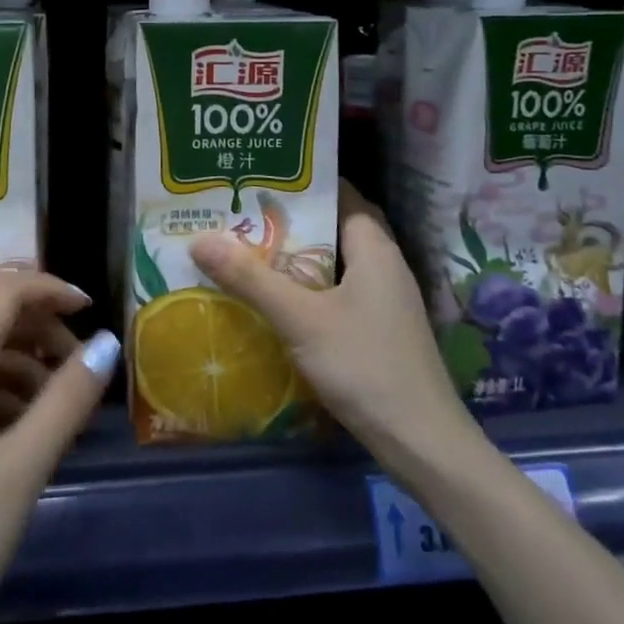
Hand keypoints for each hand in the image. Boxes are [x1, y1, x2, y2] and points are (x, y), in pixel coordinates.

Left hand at [0, 271, 118, 623]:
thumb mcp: (20, 471)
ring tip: (54, 414)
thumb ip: (66, 400)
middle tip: (81, 374)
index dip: (51, 288)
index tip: (92, 313)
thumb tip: (106, 342)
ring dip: (20, 366)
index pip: (6, 288)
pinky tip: (13, 437)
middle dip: (41, 333)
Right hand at [190, 181, 472, 461]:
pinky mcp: (379, 330)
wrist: (424, 446)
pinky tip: (275, 300)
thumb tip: (199, 239)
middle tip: (240, 213)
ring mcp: (384, 300)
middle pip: (333, 227)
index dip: (303, 182)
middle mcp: (383, 266)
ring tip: (246, 249)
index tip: (259, 177)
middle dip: (290, 220)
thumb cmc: (366, 367)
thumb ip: (250, 279)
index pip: (341, 193)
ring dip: (295, 256)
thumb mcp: (301, 320)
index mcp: (374, 248)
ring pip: (334, 263)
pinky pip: (337, 292)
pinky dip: (307, 288)